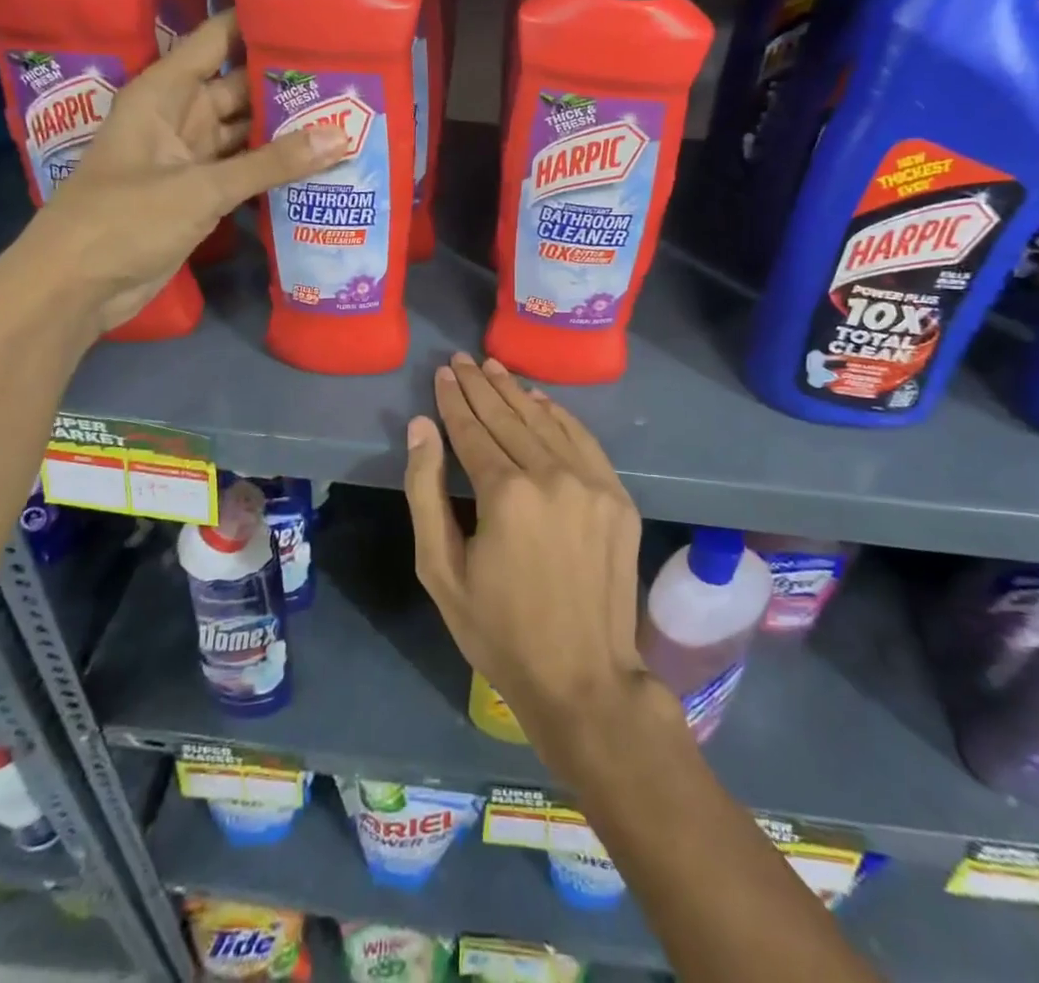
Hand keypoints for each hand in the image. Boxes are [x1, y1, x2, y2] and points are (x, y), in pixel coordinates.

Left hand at [13, 13, 347, 332]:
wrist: (76, 285)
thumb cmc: (125, 219)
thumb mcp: (201, 187)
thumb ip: (272, 163)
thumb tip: (342, 136)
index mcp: (165, 92)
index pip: (218, 39)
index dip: (261, 24)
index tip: (315, 18)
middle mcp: (180, 116)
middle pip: (241, 88)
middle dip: (289, 84)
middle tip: (349, 78)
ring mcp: (190, 157)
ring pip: (247, 133)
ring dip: (288, 131)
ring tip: (347, 117)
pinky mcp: (199, 194)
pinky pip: (245, 171)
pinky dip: (275, 170)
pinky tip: (319, 166)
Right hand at [403, 354, 666, 773]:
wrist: (583, 678)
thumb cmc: (498, 631)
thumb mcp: (440, 570)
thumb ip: (425, 491)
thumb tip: (421, 427)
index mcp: (505, 494)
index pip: (473, 430)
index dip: (454, 400)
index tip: (442, 373)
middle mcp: (552, 475)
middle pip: (509, 417)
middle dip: (481, 385)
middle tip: (462, 359)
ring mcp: (592, 483)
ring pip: (546, 422)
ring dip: (517, 392)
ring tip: (493, 368)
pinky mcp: (618, 497)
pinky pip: (583, 440)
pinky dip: (559, 415)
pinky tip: (540, 399)